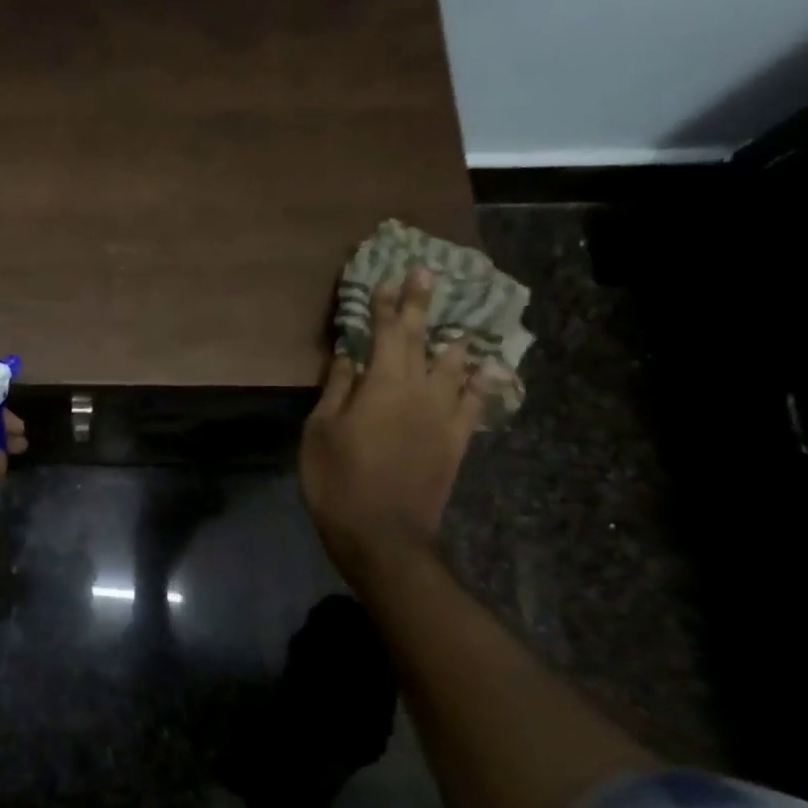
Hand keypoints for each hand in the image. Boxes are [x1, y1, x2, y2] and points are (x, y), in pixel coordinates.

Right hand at [301, 268, 482, 571]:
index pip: (388, 333)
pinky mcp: (457, 440)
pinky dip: (481, 380)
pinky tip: (486, 366)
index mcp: (382, 385)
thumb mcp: (321, 430)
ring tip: (459, 318)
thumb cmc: (337, 478)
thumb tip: (349, 354)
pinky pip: (476, 401)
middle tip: (427, 273)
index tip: (389, 276)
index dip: (388, 303)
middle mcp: (420, 391)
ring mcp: (444, 416)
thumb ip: (338, 388)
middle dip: (423, 305)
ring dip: (454, 337)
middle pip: (424, 340)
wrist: (383, 534)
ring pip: (455, 365)